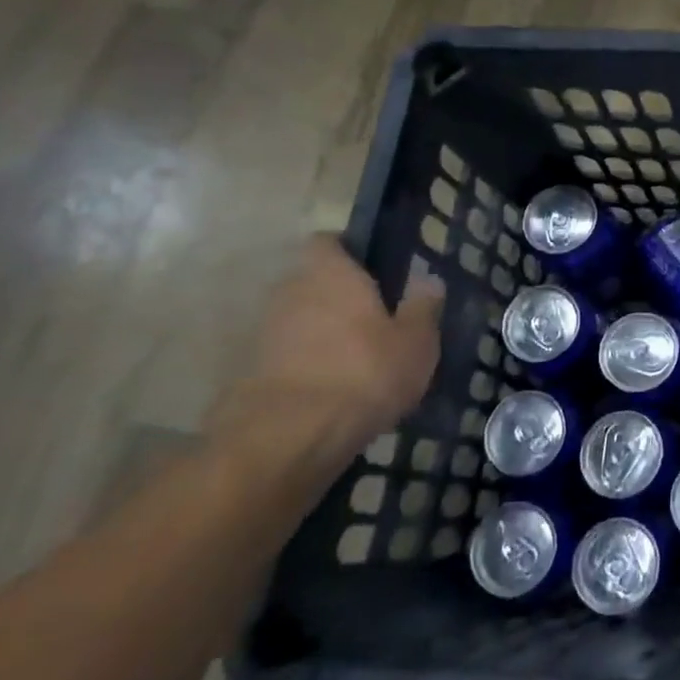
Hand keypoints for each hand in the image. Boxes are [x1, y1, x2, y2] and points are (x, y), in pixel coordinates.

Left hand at [237, 236, 443, 456]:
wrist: (289, 437)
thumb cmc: (364, 372)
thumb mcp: (416, 341)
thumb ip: (422, 307)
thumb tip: (428, 280)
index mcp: (330, 273)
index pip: (328, 242)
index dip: (350, 251)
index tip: (377, 270)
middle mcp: (290, 292)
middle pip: (314, 282)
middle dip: (341, 297)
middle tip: (378, 320)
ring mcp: (265, 332)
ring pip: (302, 319)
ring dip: (325, 333)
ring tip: (361, 360)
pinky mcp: (252, 371)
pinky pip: (289, 354)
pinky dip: (309, 363)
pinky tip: (337, 389)